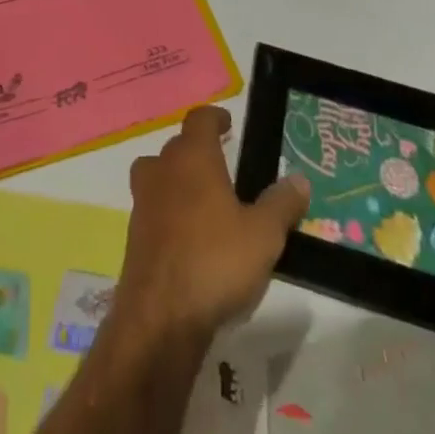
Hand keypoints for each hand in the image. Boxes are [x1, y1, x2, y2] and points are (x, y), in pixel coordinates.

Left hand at [117, 105, 309, 340]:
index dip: (214, 117)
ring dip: (178, 179)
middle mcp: (162, 169)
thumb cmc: (215, 261)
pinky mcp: (135, 234)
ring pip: (159, 174)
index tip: (227, 124)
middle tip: (224, 164)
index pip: (199, 119)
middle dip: (198, 150)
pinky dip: (169, 211)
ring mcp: (143, 201)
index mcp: (193, 157)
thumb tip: (299, 179)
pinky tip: (191, 236)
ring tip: (206, 199)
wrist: (160, 315)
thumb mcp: (263, 235)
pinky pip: (154, 207)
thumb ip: (282, 204)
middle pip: (178, 145)